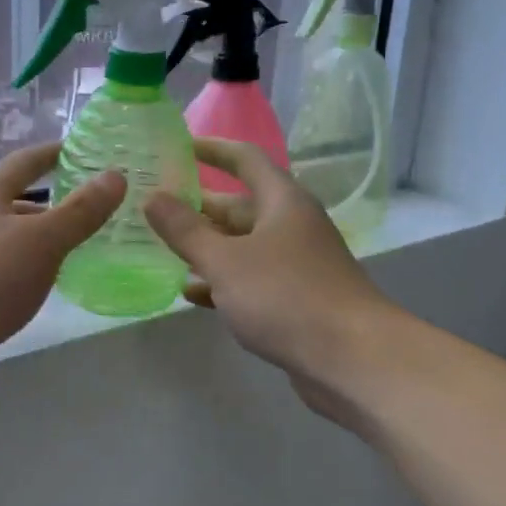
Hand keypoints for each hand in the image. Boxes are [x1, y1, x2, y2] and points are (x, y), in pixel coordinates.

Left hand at [0, 142, 125, 410]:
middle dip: (56, 202)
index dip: (54, 153)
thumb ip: (79, 211)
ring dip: (46, 241)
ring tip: (87, 245)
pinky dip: (35, 273)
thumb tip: (115, 175)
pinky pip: (9, 275)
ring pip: (14, 242)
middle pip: (17, 203)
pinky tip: (55, 286)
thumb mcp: (40, 240)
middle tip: (99, 205)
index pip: (24, 163)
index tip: (86, 149)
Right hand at [144, 139, 390, 422]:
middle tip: (153, 208)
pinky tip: (190, 293)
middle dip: (198, 207)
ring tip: (160, 249)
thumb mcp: (225, 261)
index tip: (176, 147)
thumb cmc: (286, 297)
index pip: (244, 159)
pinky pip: (250, 280)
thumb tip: (152, 197)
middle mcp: (291, 225)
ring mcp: (295, 264)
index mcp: (282, 201)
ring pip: (242, 246)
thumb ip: (185, 230)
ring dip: (205, 248)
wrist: (352, 359)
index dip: (211, 149)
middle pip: (239, 206)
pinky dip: (222, 282)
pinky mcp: (294, 299)